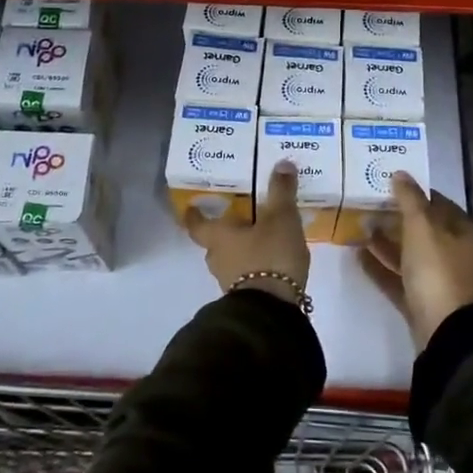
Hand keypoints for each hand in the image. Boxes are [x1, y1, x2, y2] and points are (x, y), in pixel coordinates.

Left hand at [185, 160, 310, 304]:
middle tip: (240, 216)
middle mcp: (218, 258)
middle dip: (226, 230)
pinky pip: (247, 274)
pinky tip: (272, 259)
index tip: (191, 207)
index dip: (194, 215)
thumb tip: (282, 163)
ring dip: (242, 248)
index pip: (197, 225)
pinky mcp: (247, 297)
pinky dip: (256, 265)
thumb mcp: (281, 218)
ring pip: (231, 258)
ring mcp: (230, 281)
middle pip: (215, 242)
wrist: (272, 309)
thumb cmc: (270, 256)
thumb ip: (282, 191)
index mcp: (218, 236)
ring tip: (262, 237)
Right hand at [358, 172, 472, 348]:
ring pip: (409, 254)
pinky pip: (399, 277)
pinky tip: (358, 255)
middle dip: (396, 218)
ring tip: (359, 228)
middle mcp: (454, 253)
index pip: (438, 203)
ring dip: (386, 241)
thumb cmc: (437, 270)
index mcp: (462, 232)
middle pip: (422, 229)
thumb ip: (410, 199)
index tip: (388, 185)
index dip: (415, 193)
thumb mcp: (422, 228)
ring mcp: (438, 279)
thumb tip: (400, 173)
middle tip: (367, 205)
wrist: (445, 331)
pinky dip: (381, 266)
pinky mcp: (422, 301)